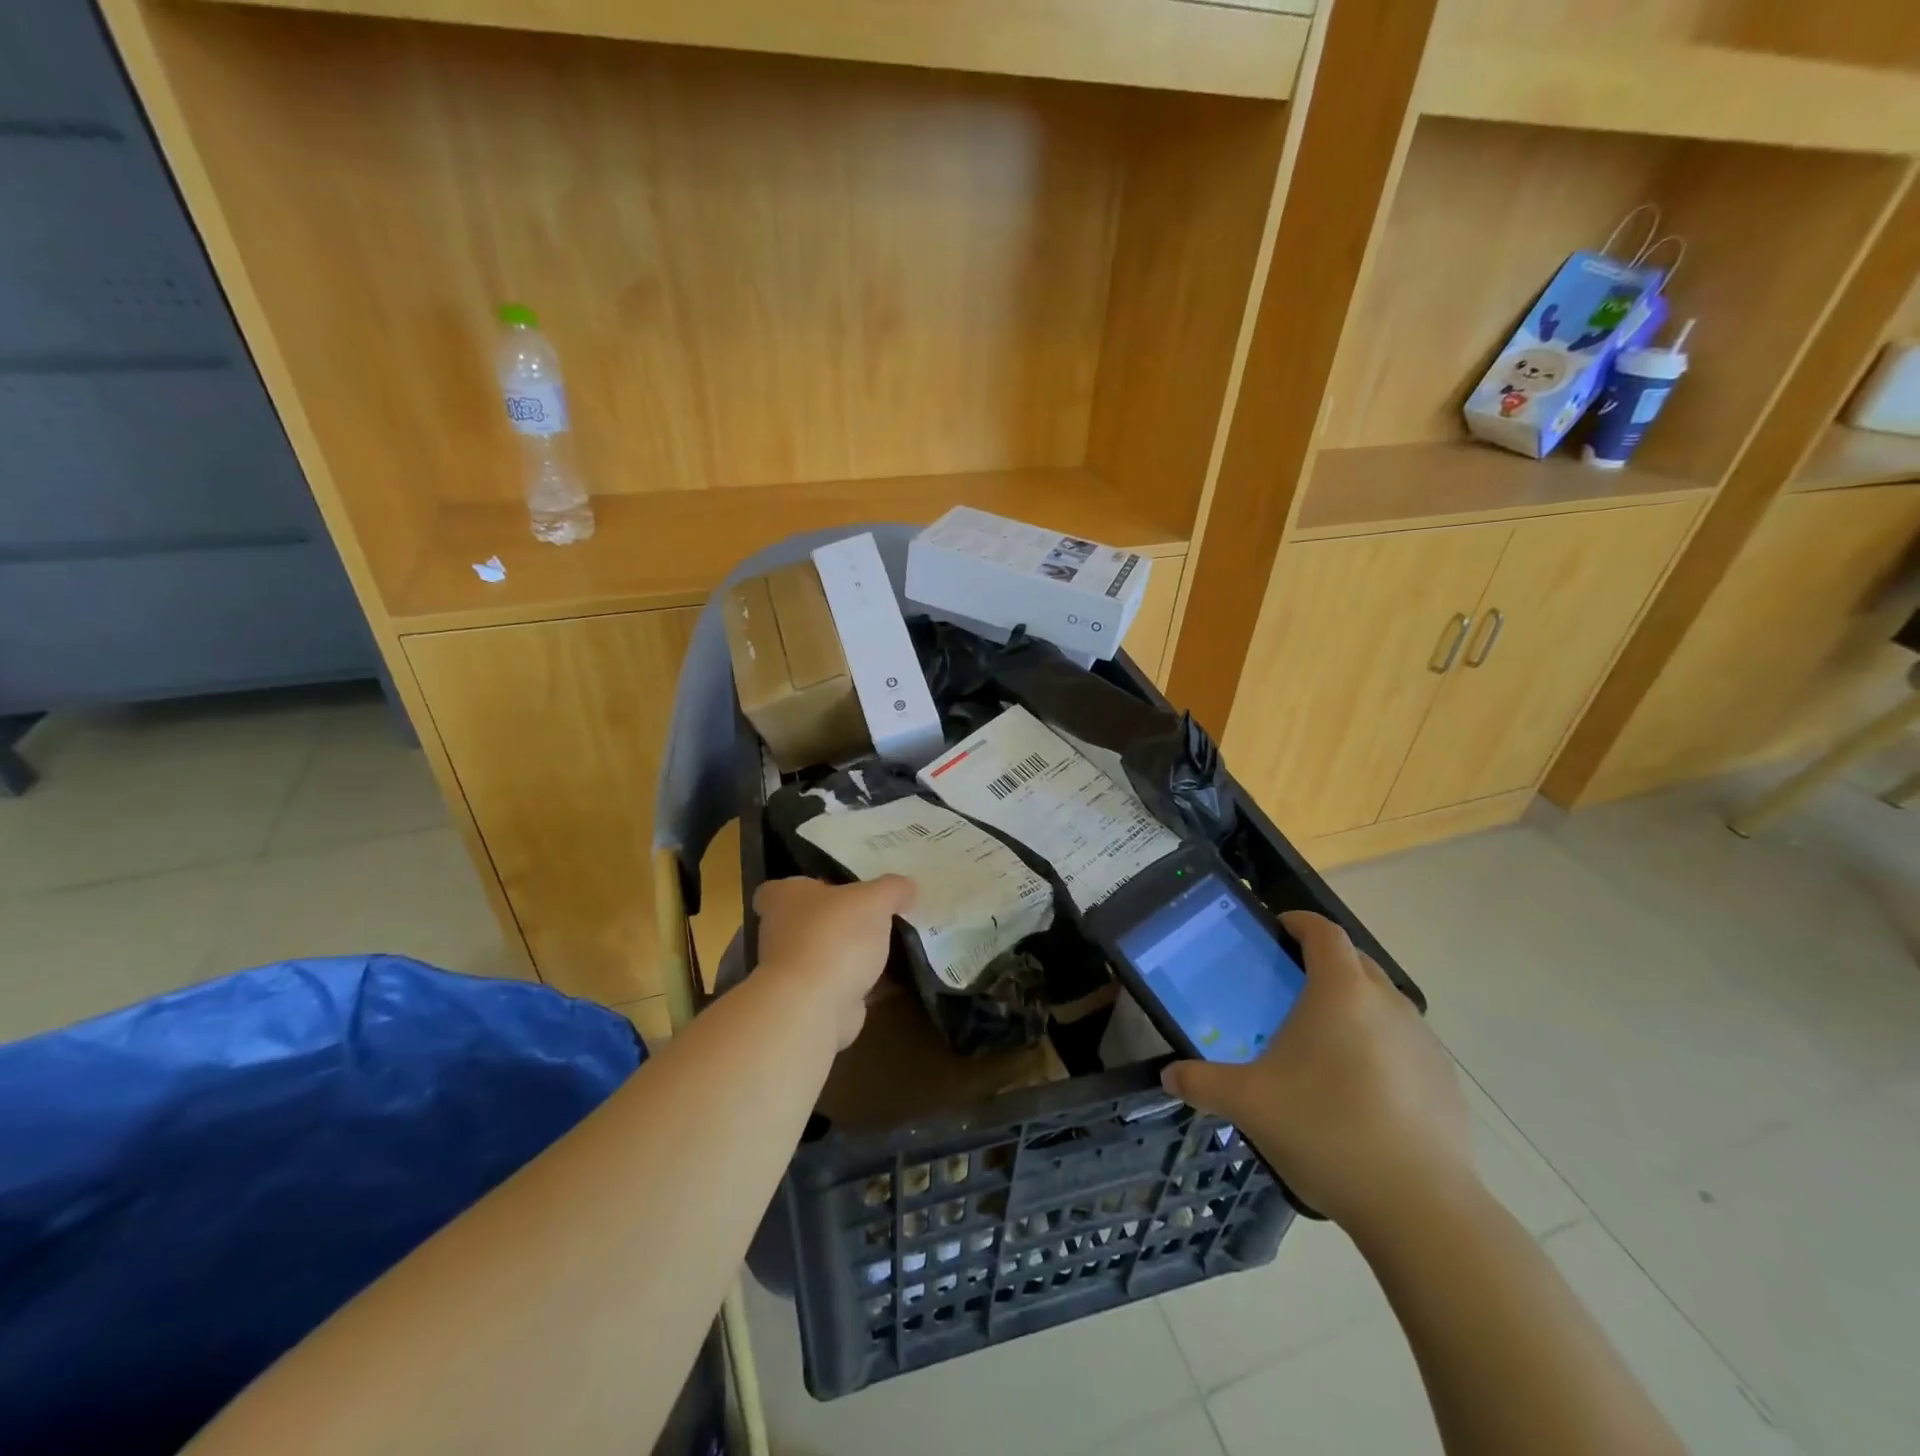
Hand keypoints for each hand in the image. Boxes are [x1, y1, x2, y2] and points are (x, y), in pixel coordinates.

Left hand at [753, 875, 915, 1048]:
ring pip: (826, 954)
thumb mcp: (875, 899)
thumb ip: (892, 888)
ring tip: (891, 945)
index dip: (802, 888)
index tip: (831, 888)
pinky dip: (864, 983)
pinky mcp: (811, 1001)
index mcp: (783, 899)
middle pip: (808, 920)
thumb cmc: (835, 936)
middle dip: (837, 920)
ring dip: (850, 954)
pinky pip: (842, 984)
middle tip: (873, 913)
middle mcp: (780, 932)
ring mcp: (793, 971)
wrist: (814, 1005)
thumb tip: (907, 888)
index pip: (777, 889)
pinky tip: (894, 978)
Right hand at [1161, 911, 1474, 1236]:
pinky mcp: (1443, 1081)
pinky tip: (1359, 1090)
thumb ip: (1202, 1082)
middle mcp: (1388, 1003)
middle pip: (1356, 960)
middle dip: (1324, 961)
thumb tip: (1168, 1077)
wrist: (1420, 1208)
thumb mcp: (1248, 1104)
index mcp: (1341, 991)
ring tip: (1321, 1041)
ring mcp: (1423, 1042)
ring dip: (1354, 1005)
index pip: (1323, 932)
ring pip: (1383, 1002)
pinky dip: (1379, 1046)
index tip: (1277, 930)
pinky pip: (1404, 1043)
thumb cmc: (1325, 1130)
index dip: (1299, 922)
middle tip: (1289, 985)